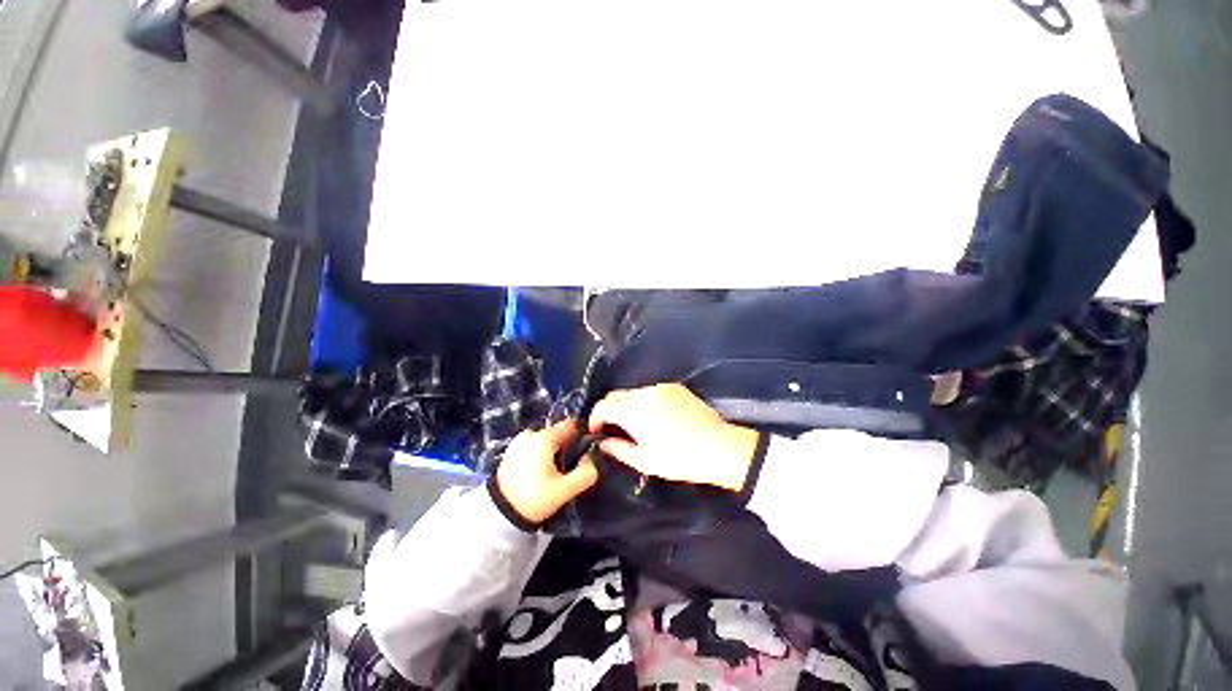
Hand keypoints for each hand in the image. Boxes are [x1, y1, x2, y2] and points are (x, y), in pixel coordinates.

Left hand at [495, 420, 598, 525]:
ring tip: (554, 470)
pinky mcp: (511, 450)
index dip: (580, 436)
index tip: (584, 452)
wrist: (499, 514)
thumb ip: (585, 473)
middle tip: (569, 465)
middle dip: (566, 445)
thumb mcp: (564, 490)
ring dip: (552, 449)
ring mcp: (518, 441)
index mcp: (544, 438)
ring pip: (545, 439)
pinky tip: (540, 472)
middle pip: (557, 432)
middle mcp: (530, 433)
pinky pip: (533, 445)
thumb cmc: (534, 498)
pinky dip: (540, 453)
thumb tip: (594, 459)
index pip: (570, 425)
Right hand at [588, 384, 759, 492]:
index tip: (596, 431)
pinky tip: (654, 416)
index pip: (603, 406)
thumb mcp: (645, 461)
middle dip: (608, 410)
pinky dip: (644, 401)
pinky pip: (650, 391)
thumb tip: (603, 443)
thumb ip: (618, 449)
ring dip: (626, 405)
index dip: (594, 418)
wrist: (719, 447)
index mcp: (633, 411)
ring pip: (633, 392)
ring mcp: (661, 387)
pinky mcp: (675, 387)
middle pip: (616, 395)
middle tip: (612, 429)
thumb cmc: (679, 459)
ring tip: (634, 424)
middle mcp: (644, 393)